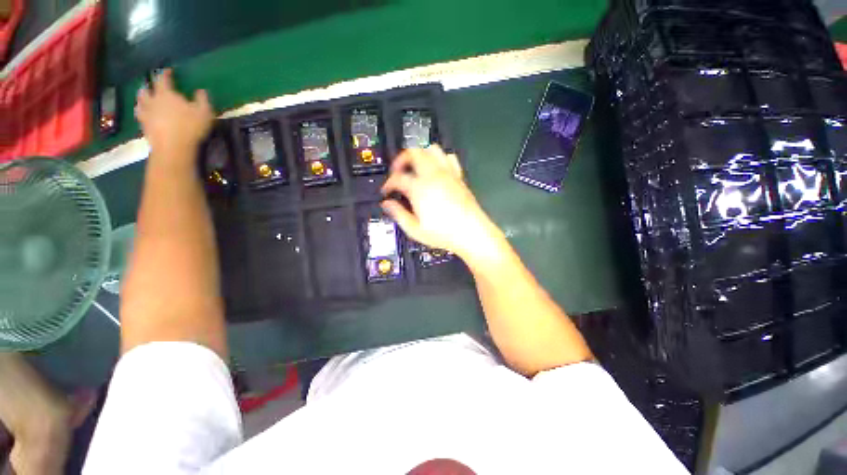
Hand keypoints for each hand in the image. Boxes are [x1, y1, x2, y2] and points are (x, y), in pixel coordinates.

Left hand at [135, 69, 214, 159]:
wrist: (173, 146)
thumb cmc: (190, 127)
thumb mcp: (204, 112)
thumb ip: (202, 100)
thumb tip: (201, 90)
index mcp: (166, 94)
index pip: (163, 79)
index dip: (165, 74)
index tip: (168, 70)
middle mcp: (153, 100)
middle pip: (147, 89)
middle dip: (150, 85)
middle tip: (152, 85)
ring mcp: (146, 113)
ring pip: (140, 101)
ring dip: (142, 97)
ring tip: (144, 97)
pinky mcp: (144, 125)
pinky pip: (139, 114)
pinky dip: (140, 111)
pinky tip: (143, 113)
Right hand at [381, 146, 502, 261]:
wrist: (471, 233)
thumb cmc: (444, 233)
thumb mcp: (415, 229)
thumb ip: (398, 214)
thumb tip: (387, 205)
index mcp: (419, 188)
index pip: (397, 178)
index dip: (388, 183)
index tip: (387, 190)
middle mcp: (433, 176)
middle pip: (413, 153)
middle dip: (401, 159)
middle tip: (397, 172)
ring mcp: (448, 174)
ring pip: (431, 150)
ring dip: (420, 154)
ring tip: (415, 167)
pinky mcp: (459, 177)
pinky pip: (449, 158)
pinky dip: (440, 158)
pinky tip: (437, 169)